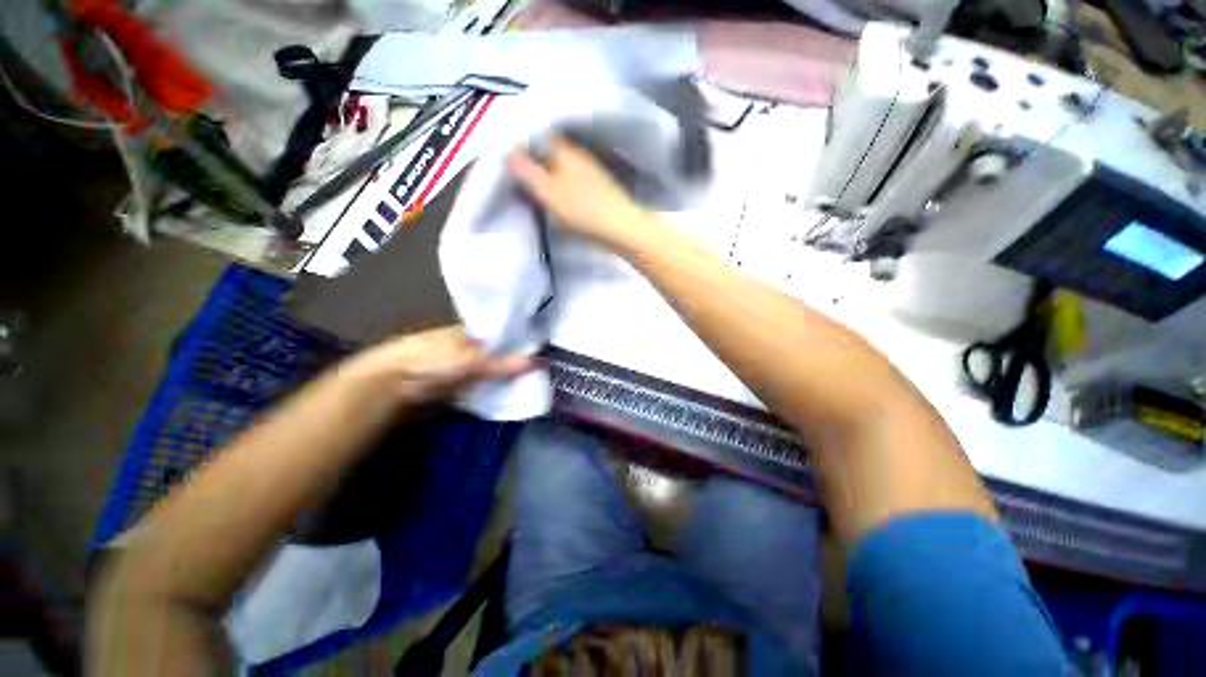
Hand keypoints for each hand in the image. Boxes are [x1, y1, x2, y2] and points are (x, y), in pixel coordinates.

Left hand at [336, 326, 531, 406]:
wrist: (390, 387)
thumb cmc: (430, 361)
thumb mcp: (469, 360)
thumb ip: (501, 363)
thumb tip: (536, 361)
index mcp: (471, 333)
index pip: (503, 334)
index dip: (521, 342)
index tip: (542, 351)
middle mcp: (469, 348)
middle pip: (499, 355)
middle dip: (517, 363)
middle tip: (543, 372)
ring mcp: (462, 369)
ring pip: (492, 372)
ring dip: (508, 379)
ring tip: (534, 385)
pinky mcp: (457, 388)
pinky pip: (483, 388)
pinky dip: (496, 391)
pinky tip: (512, 396)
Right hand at [509, 138, 656, 249]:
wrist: (621, 230)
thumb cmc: (583, 211)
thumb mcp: (549, 193)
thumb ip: (527, 172)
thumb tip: (507, 151)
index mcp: (564, 151)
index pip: (537, 135)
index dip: (521, 143)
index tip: (506, 156)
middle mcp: (578, 156)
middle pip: (548, 152)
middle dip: (531, 161)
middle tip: (514, 175)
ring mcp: (590, 172)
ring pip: (560, 167)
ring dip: (545, 175)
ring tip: (531, 189)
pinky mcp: (597, 189)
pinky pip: (570, 181)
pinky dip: (558, 186)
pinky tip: (554, 198)